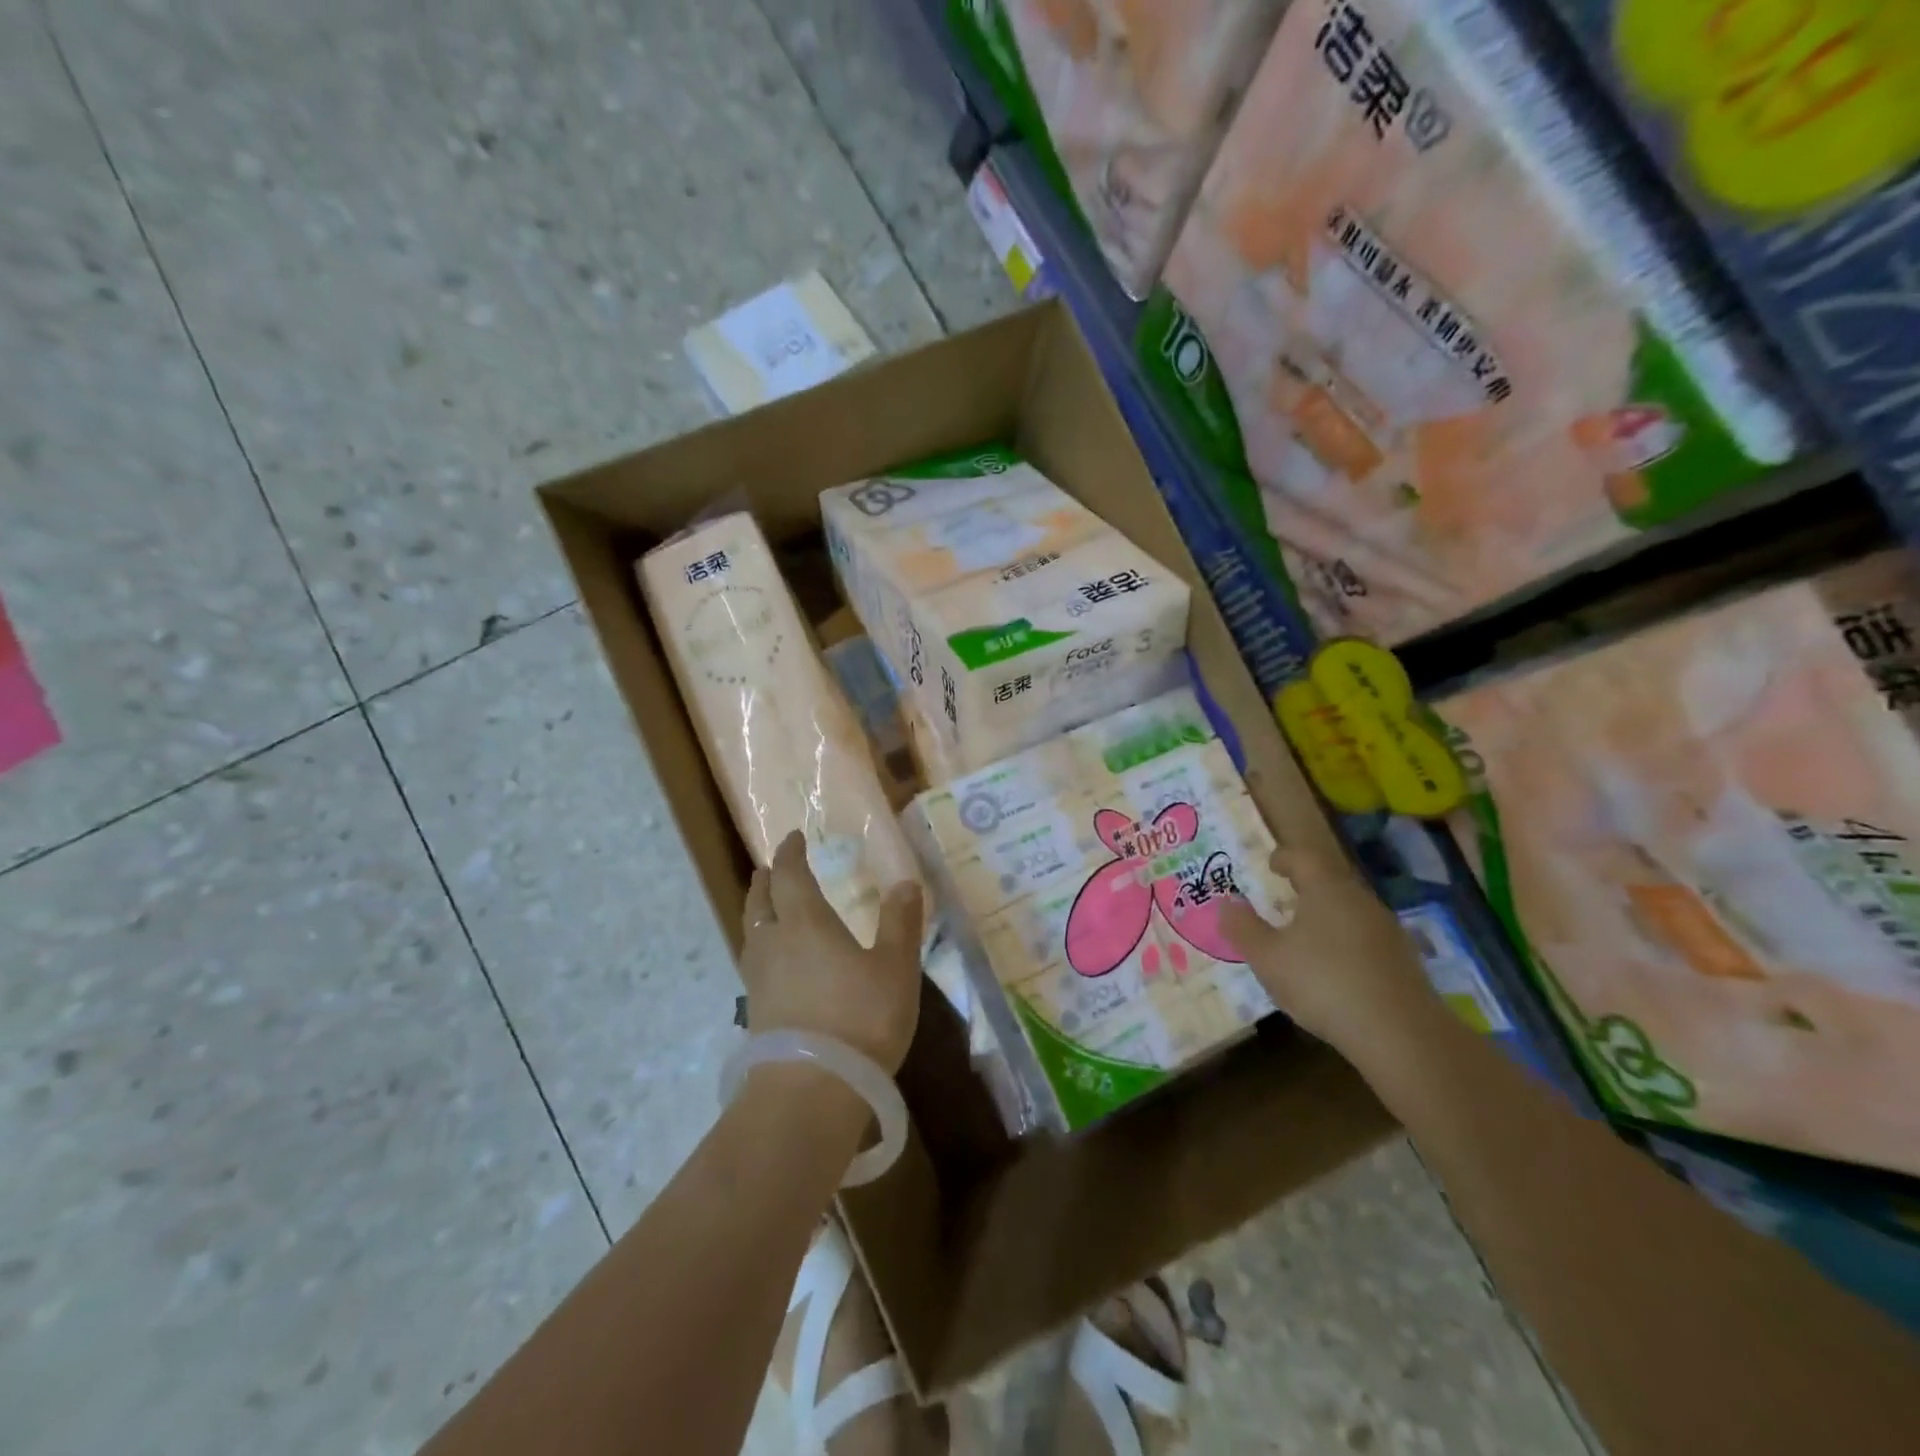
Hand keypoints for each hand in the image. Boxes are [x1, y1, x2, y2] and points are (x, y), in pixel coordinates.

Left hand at [739, 831, 924, 1073]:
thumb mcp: (895, 967)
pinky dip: (761, 948)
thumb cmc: (859, 1018)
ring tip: (768, 910)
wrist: (811, 1089)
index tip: (793, 838)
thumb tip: (906, 883)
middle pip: (760, 902)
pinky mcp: (756, 1013)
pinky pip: (754, 964)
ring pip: (751, 933)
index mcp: (805, 922)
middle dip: (766, 881)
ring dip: (758, 913)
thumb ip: (900, 923)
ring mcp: (760, 980)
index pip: (791, 876)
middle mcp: (774, 943)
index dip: (791, 854)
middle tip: (769, 869)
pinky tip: (775, 965)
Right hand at [1222, 844, 1442, 1056]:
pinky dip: (1346, 943)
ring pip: (1350, 911)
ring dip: (1328, 916)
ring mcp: (1387, 931)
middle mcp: (1360, 900)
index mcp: (1326, 889)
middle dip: (1306, 887)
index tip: (1271, 864)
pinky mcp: (1404, 961)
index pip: (1303, 858)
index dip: (1284, 858)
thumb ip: (1243, 928)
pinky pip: (1366, 939)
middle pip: (1330, 882)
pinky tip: (1336, 969)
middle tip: (1284, 898)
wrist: (1401, 1034)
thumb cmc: (1322, 983)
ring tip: (1306, 935)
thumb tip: (1226, 904)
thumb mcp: (1267, 958)